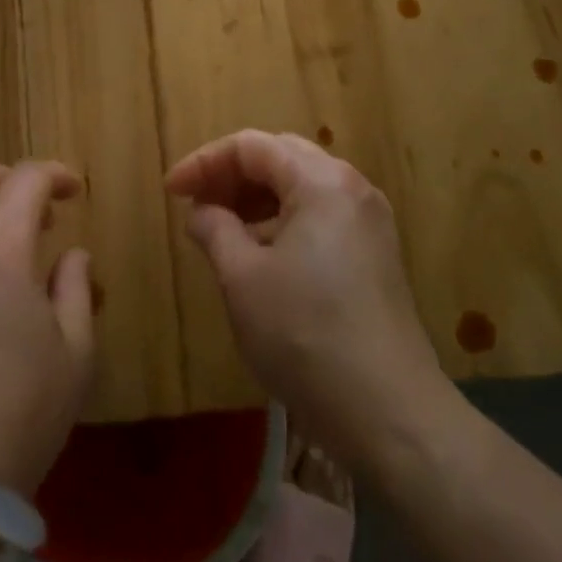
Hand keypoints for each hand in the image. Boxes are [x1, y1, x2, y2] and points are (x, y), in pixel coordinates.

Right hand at [166, 130, 445, 469]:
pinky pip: (321, 216)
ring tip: (221, 231)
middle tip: (196, 204)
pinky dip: (283, 222)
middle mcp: (351, 187)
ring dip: (256, 200)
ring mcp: (370, 222)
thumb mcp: (242, 278)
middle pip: (280, 158)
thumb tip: (202, 211)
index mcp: (321, 180)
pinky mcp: (376, 255)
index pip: (251, 146)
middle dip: (231, 176)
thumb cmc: (305, 335)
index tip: (171, 192)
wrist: (391, 415)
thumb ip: (215, 229)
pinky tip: (261, 256)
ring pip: (301, 188)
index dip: (204, 162)